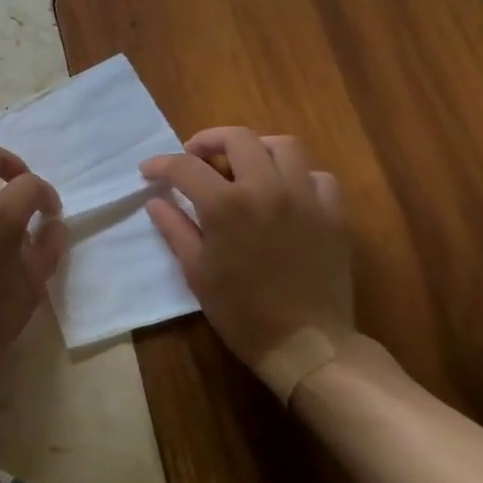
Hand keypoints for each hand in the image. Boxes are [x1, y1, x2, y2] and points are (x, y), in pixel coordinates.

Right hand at [141, 127, 359, 404]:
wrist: (305, 344)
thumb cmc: (241, 312)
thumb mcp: (197, 272)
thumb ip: (175, 229)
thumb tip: (156, 201)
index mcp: (226, 205)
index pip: (185, 166)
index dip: (161, 163)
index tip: (149, 170)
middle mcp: (267, 188)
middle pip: (237, 138)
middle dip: (209, 140)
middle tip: (195, 158)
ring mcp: (305, 197)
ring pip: (284, 146)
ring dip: (257, 148)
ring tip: (243, 165)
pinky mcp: (333, 213)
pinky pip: (318, 176)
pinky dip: (298, 176)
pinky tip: (285, 193)